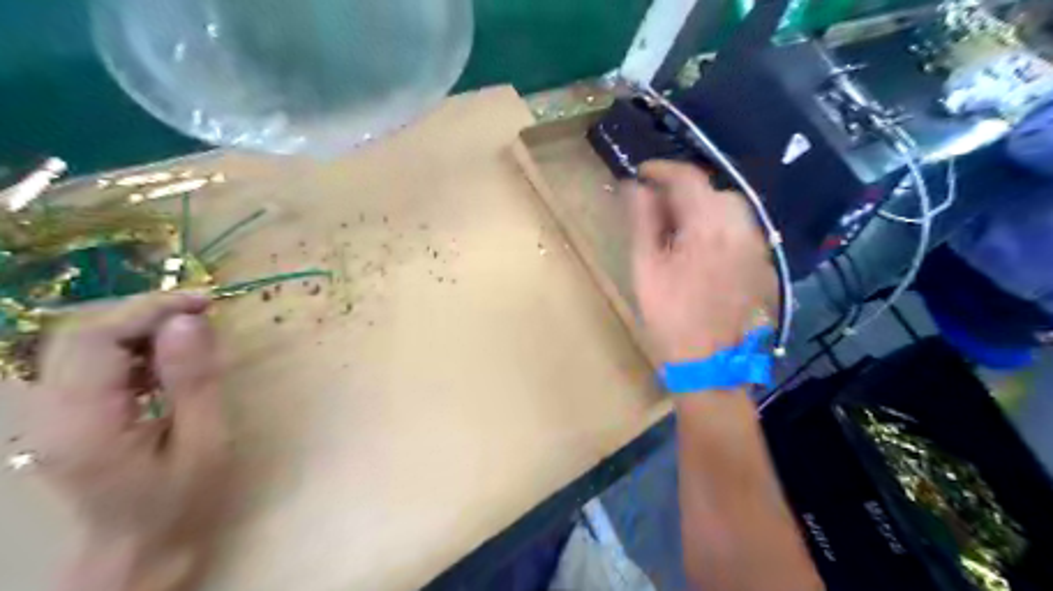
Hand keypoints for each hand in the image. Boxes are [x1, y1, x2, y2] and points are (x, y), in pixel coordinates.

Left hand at [25, 293, 228, 588]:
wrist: (138, 543)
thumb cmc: (181, 497)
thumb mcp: (204, 440)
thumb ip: (194, 380)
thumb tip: (191, 321)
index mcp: (83, 426)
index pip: (94, 340)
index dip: (148, 309)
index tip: (203, 303)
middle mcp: (48, 414)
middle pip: (78, 334)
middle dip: (143, 313)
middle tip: (199, 315)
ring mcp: (47, 413)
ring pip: (80, 343)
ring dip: (138, 328)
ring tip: (188, 339)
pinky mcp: (59, 412)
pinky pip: (87, 361)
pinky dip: (130, 347)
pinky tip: (164, 362)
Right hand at [628, 161, 774, 364]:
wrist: (711, 362)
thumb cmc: (671, 316)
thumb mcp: (646, 267)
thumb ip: (642, 221)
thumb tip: (633, 187)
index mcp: (709, 226)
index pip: (688, 178)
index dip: (662, 170)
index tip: (641, 174)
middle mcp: (741, 228)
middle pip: (712, 191)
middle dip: (683, 191)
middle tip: (657, 208)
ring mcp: (757, 247)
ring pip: (730, 210)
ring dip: (703, 208)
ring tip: (678, 228)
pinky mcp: (762, 264)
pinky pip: (742, 231)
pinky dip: (719, 227)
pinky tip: (702, 249)